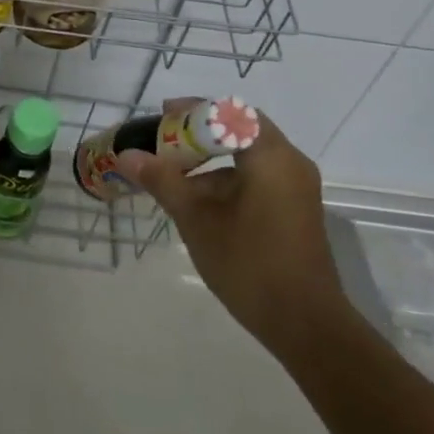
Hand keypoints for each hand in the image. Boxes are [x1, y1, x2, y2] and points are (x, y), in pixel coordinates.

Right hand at [119, 101, 343, 340]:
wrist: (305, 324)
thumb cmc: (249, 263)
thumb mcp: (197, 219)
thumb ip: (163, 181)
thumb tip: (127, 155)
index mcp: (270, 156)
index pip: (230, 112)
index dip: (193, 110)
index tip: (162, 116)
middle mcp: (289, 162)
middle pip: (240, 129)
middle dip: (200, 132)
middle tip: (166, 141)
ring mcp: (296, 187)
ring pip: (249, 155)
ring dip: (211, 158)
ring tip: (174, 174)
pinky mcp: (295, 208)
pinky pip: (258, 176)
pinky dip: (228, 177)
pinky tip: (200, 200)